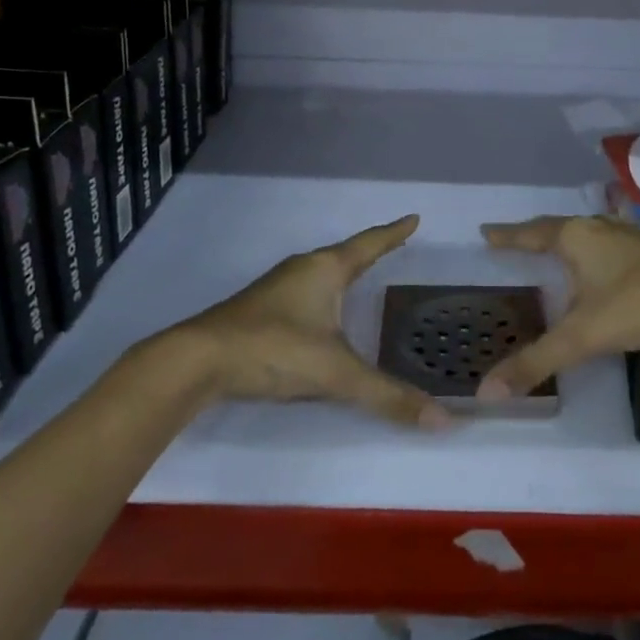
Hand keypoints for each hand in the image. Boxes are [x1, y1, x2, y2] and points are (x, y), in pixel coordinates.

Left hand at [163, 215, 451, 430]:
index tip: (413, 218)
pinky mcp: (260, 308)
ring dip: (344, 271)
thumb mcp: (335, 374)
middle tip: (394, 246)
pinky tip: (321, 312)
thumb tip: (441, 421)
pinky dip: (324, 292)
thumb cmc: (274, 349)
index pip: (370, 244)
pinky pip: (305, 290)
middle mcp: (303, 269)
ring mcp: (278, 287)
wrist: (197, 360)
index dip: (394, 234)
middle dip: (371, 250)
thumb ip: (386, 397)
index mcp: (326, 269)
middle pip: (345, 253)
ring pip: (321, 272)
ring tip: (362, 274)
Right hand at [475, 215, 639, 402]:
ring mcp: (627, 237)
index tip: (486, 232)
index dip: (507, 236)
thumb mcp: (584, 336)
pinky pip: (607, 244)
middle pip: (557, 228)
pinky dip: (592, 251)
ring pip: (586, 234)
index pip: (531, 233)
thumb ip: (536, 362)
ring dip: (565, 240)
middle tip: (511, 241)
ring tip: (550, 250)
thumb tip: (485, 391)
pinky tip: (599, 263)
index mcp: (576, 237)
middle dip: (533, 235)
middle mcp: (598, 229)